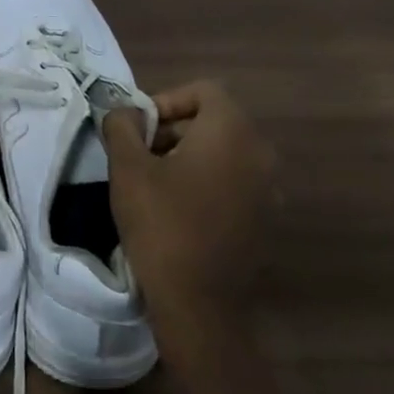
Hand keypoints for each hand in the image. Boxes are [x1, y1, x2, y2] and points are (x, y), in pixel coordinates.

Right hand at [103, 80, 274, 346]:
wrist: (199, 303)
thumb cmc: (161, 224)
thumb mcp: (127, 167)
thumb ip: (123, 125)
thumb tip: (127, 112)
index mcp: (232, 132)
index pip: (203, 90)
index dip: (166, 101)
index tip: (139, 130)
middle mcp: (261, 153)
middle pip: (215, 121)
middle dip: (173, 130)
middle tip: (139, 156)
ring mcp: (271, 189)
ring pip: (225, 153)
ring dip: (189, 157)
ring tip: (155, 185)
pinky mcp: (267, 220)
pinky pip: (235, 183)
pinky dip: (208, 183)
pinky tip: (179, 212)